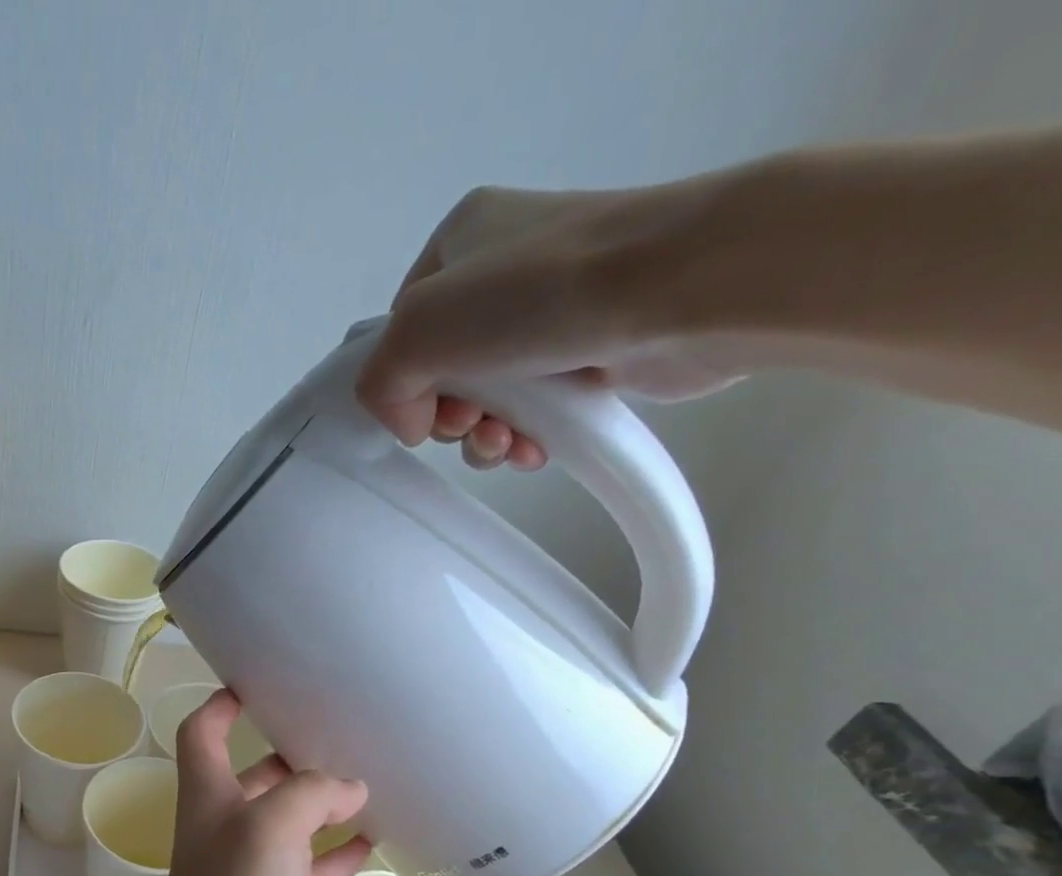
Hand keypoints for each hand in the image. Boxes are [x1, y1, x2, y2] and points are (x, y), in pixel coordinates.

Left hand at [124, 691, 370, 875]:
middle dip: (289, 751)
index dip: (221, 704)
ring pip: (289, 823)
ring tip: (372, 779)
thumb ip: (310, 794)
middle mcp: (225, 828)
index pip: (202, 733)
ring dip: (322, 803)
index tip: (257, 682)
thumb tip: (350, 787)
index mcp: (208, 797)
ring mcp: (251, 872)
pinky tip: (377, 842)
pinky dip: (339, 854)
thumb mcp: (270, 828)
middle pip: (254, 775)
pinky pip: (312, 869)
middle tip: (341, 731)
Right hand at [354, 185, 742, 468]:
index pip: (403, 328)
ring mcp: (552, 312)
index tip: (421, 410)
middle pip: (443, 372)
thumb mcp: (417, 329)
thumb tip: (411, 422)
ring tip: (504, 445)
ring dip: (483, 438)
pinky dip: (525, 439)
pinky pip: (534, 412)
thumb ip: (379, 380)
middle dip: (449, 416)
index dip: (401, 381)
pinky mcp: (591, 353)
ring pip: (488, 400)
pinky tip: (534, 449)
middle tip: (468, 424)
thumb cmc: (538, 294)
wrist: (682, 288)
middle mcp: (505, 271)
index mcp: (461, 241)